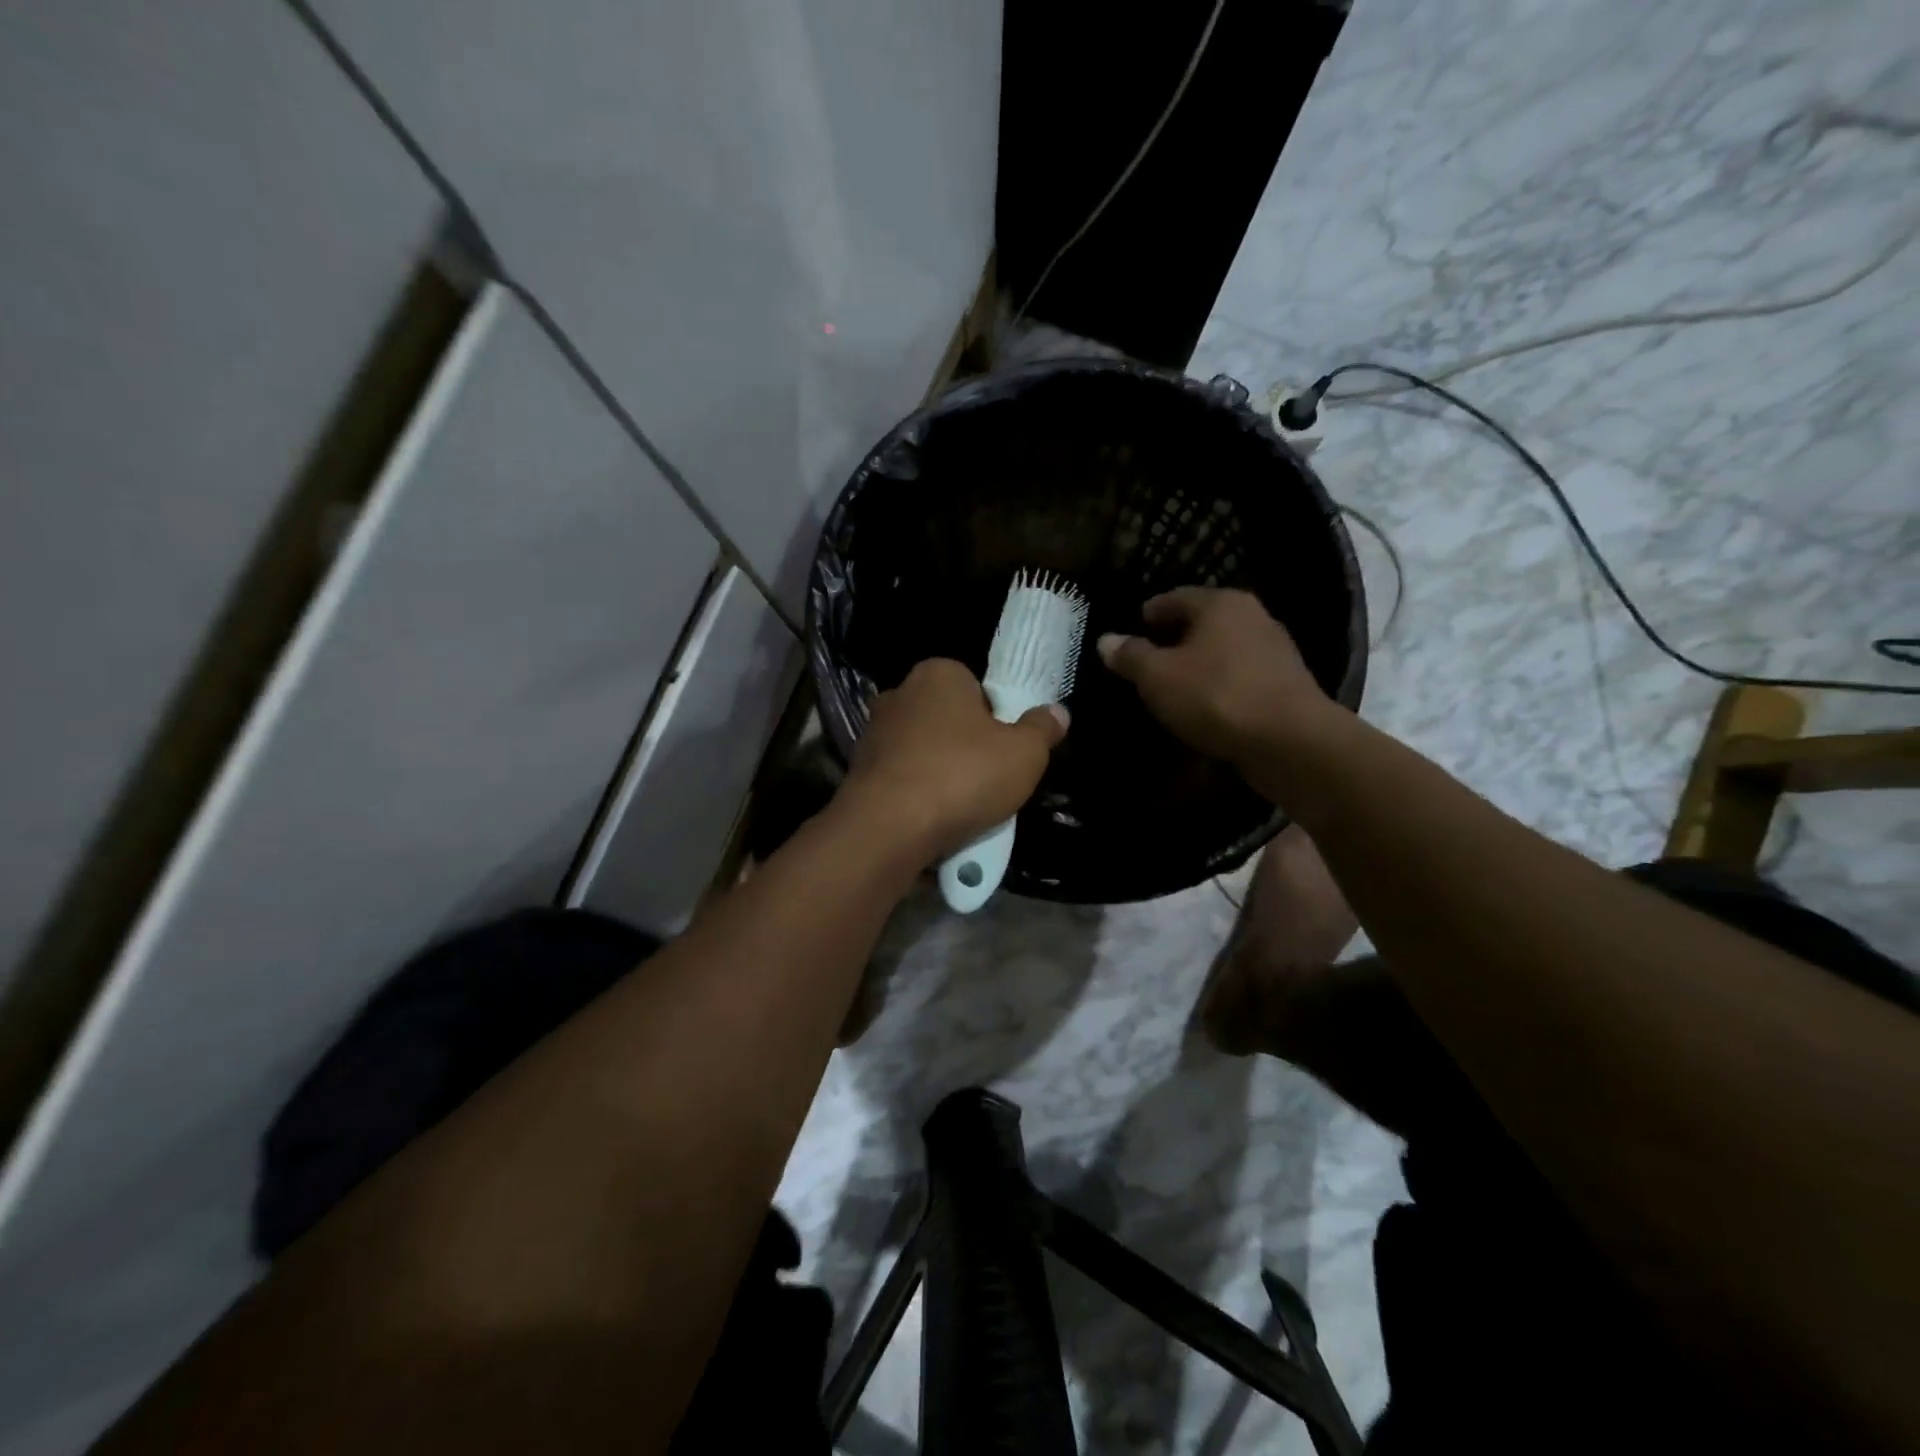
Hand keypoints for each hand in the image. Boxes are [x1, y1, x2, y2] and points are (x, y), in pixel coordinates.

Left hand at [840, 658, 1068, 863]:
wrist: (889, 827)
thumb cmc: (963, 775)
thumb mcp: (1024, 753)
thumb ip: (1042, 729)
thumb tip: (1057, 713)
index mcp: (938, 673)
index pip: (975, 686)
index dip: (996, 717)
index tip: (1007, 749)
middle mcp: (899, 694)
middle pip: (948, 719)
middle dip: (967, 746)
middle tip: (990, 780)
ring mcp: (873, 733)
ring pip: (924, 752)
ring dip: (941, 773)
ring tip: (963, 808)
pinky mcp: (858, 772)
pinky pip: (902, 780)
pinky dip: (917, 796)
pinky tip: (933, 822)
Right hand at [1096, 588, 1338, 776]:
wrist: (1290, 741)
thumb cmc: (1216, 696)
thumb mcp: (1158, 677)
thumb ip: (1130, 656)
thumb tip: (1106, 640)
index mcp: (1220, 603)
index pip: (1174, 597)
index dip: (1148, 614)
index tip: (1131, 631)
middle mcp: (1252, 615)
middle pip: (1202, 621)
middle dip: (1174, 638)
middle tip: (1147, 660)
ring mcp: (1274, 648)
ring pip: (1223, 648)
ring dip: (1199, 662)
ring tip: (1173, 685)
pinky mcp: (1286, 682)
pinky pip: (1240, 674)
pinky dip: (1220, 683)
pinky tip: (1206, 704)